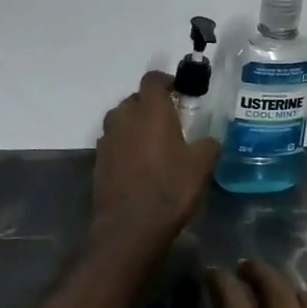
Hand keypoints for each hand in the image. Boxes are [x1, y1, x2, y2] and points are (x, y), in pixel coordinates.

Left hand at [92, 72, 220, 254]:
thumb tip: (208, 140)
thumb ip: (207, 144)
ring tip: (153, 142)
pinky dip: (124, 145)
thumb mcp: (201, 165)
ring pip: (121, 120)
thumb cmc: (170, 188)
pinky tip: (138, 164)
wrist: (130, 227)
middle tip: (170, 120)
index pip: (153, 79)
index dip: (166, 81)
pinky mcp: (98, 160)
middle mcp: (124, 117)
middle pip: (135, 99)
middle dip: (151, 105)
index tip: (179, 92)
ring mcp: (107, 138)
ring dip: (135, 124)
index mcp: (150, 110)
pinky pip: (113, 142)